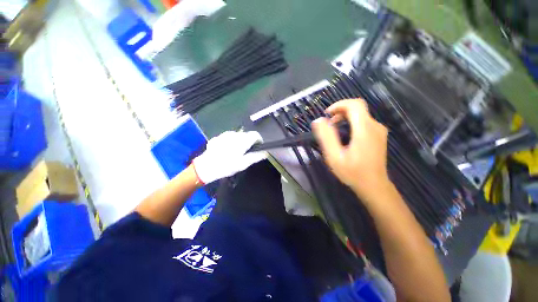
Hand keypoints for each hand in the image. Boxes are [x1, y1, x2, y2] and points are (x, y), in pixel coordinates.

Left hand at [193, 131, 266, 183]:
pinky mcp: (218, 137)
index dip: (259, 140)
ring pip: (238, 135)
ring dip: (240, 141)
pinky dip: (232, 142)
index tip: (259, 147)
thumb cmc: (227, 166)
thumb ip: (256, 157)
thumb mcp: (243, 163)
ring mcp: (225, 134)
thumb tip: (265, 153)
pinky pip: (229, 137)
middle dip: (249, 142)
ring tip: (236, 152)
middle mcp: (235, 134)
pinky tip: (227, 151)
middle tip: (247, 153)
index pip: (255, 135)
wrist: (205, 167)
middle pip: (247, 135)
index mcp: (242, 140)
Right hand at [312, 99, 389, 200]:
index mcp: (364, 129)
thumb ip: (326, 137)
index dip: (339, 105)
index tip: (327, 114)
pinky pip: (364, 122)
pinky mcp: (378, 136)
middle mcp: (375, 126)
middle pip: (358, 108)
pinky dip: (351, 123)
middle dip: (340, 111)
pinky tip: (344, 135)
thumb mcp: (334, 156)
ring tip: (333, 129)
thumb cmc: (353, 172)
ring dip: (345, 117)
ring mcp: (378, 131)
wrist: (374, 185)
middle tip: (328, 124)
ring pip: (361, 115)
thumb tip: (318, 121)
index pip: (355, 104)